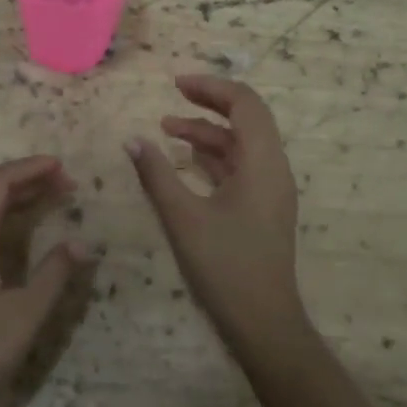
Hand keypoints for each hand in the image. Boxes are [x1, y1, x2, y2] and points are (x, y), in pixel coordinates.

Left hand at [0, 156, 85, 406]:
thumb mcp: (23, 315)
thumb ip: (54, 274)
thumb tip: (81, 243)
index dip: (30, 169)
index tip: (63, 166)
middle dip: (30, 184)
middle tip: (69, 185)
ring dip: (20, 205)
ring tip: (57, 202)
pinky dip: (9, 227)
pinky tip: (29, 241)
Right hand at [126, 75, 306, 354]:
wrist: (263, 322)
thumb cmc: (225, 266)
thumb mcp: (183, 218)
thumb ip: (157, 175)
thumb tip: (132, 140)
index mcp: (263, 162)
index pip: (245, 104)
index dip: (212, 87)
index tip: (177, 84)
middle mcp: (273, 168)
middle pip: (247, 118)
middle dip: (210, 103)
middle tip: (174, 95)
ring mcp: (271, 189)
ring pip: (242, 144)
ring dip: (208, 132)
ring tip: (168, 128)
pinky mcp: (263, 208)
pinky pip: (240, 167)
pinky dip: (214, 156)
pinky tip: (185, 160)